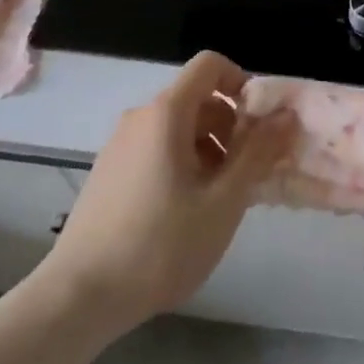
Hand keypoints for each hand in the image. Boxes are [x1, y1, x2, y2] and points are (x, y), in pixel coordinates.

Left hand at [36, 51, 296, 333]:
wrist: (78, 298)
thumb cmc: (160, 245)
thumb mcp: (223, 201)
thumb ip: (257, 153)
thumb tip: (285, 115)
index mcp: (166, 113)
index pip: (210, 65)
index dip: (241, 82)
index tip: (259, 123)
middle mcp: (140, 118)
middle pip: (196, 98)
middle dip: (230, 125)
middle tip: (247, 171)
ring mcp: (119, 146)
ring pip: (178, 128)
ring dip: (209, 149)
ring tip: (220, 198)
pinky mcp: (109, 174)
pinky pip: (156, 150)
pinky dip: (182, 164)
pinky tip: (187, 212)